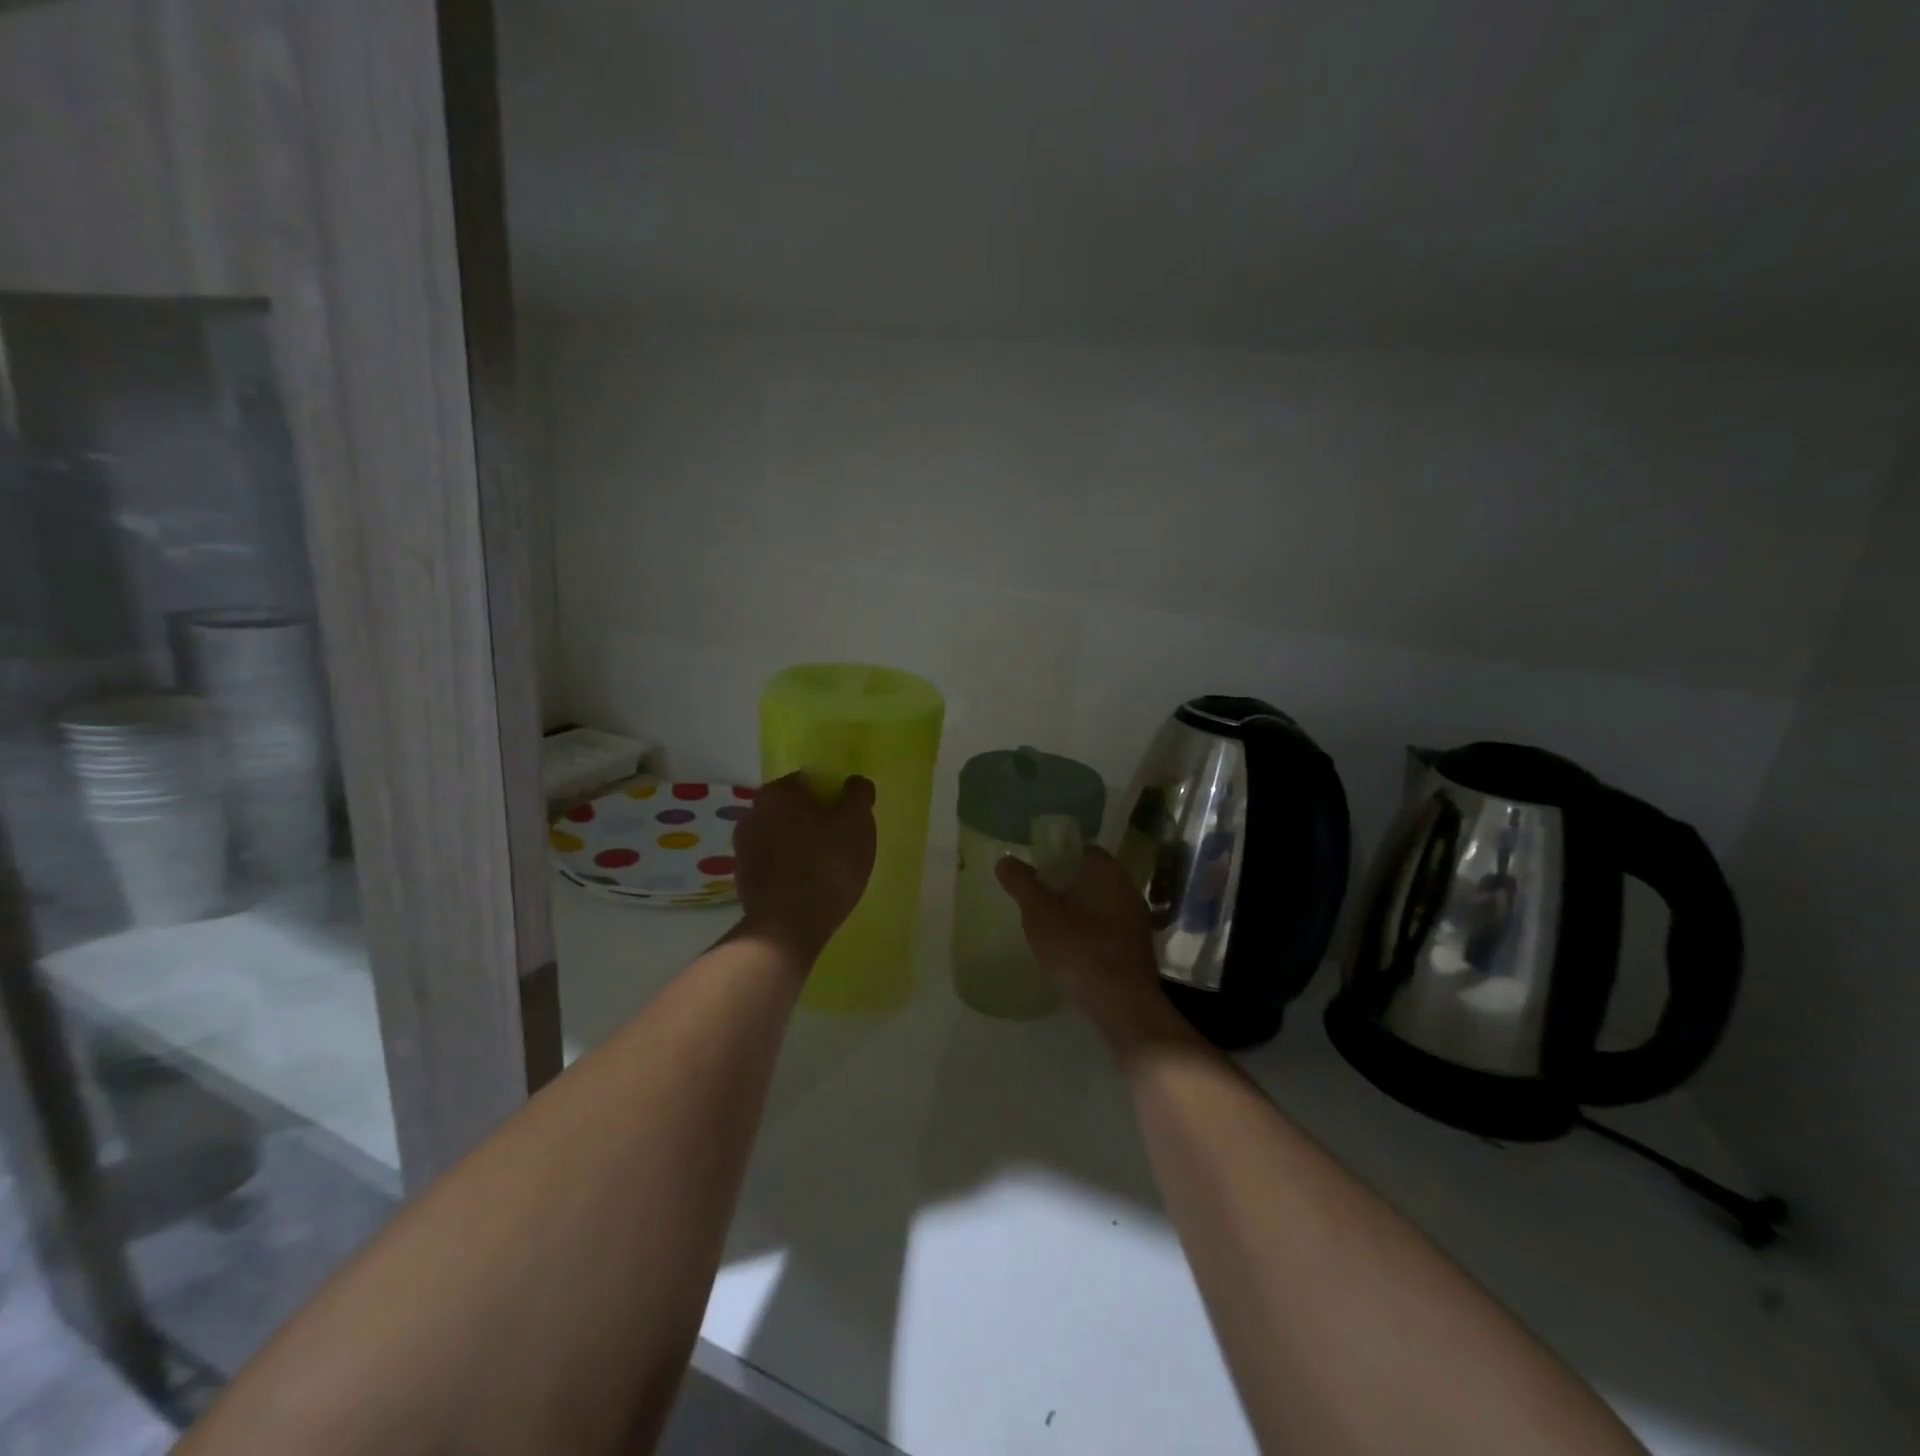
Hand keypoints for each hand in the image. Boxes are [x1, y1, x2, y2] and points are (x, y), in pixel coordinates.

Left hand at [734, 772, 876, 966]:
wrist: (787, 929)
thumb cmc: (827, 866)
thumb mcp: (857, 824)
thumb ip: (858, 795)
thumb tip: (854, 783)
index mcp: (777, 792)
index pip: (809, 781)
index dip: (833, 796)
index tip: (849, 818)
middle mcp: (752, 812)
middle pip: (793, 808)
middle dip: (815, 820)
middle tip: (841, 843)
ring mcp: (742, 848)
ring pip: (781, 836)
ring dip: (800, 845)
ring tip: (826, 869)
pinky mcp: (742, 878)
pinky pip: (773, 863)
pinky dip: (788, 868)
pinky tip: (807, 887)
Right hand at [996, 848, 1181, 1050]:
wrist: (1122, 1004)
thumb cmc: (1078, 949)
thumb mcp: (1039, 914)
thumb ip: (1021, 884)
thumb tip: (1005, 860)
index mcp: (1106, 870)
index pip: (1079, 849)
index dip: (1054, 857)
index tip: (1033, 874)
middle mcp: (1127, 887)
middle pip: (1089, 877)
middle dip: (1063, 886)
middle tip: (1035, 902)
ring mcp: (1136, 918)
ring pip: (1099, 903)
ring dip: (1076, 911)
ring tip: (1049, 928)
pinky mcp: (1138, 946)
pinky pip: (1108, 927)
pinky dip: (1090, 932)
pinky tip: (1072, 950)